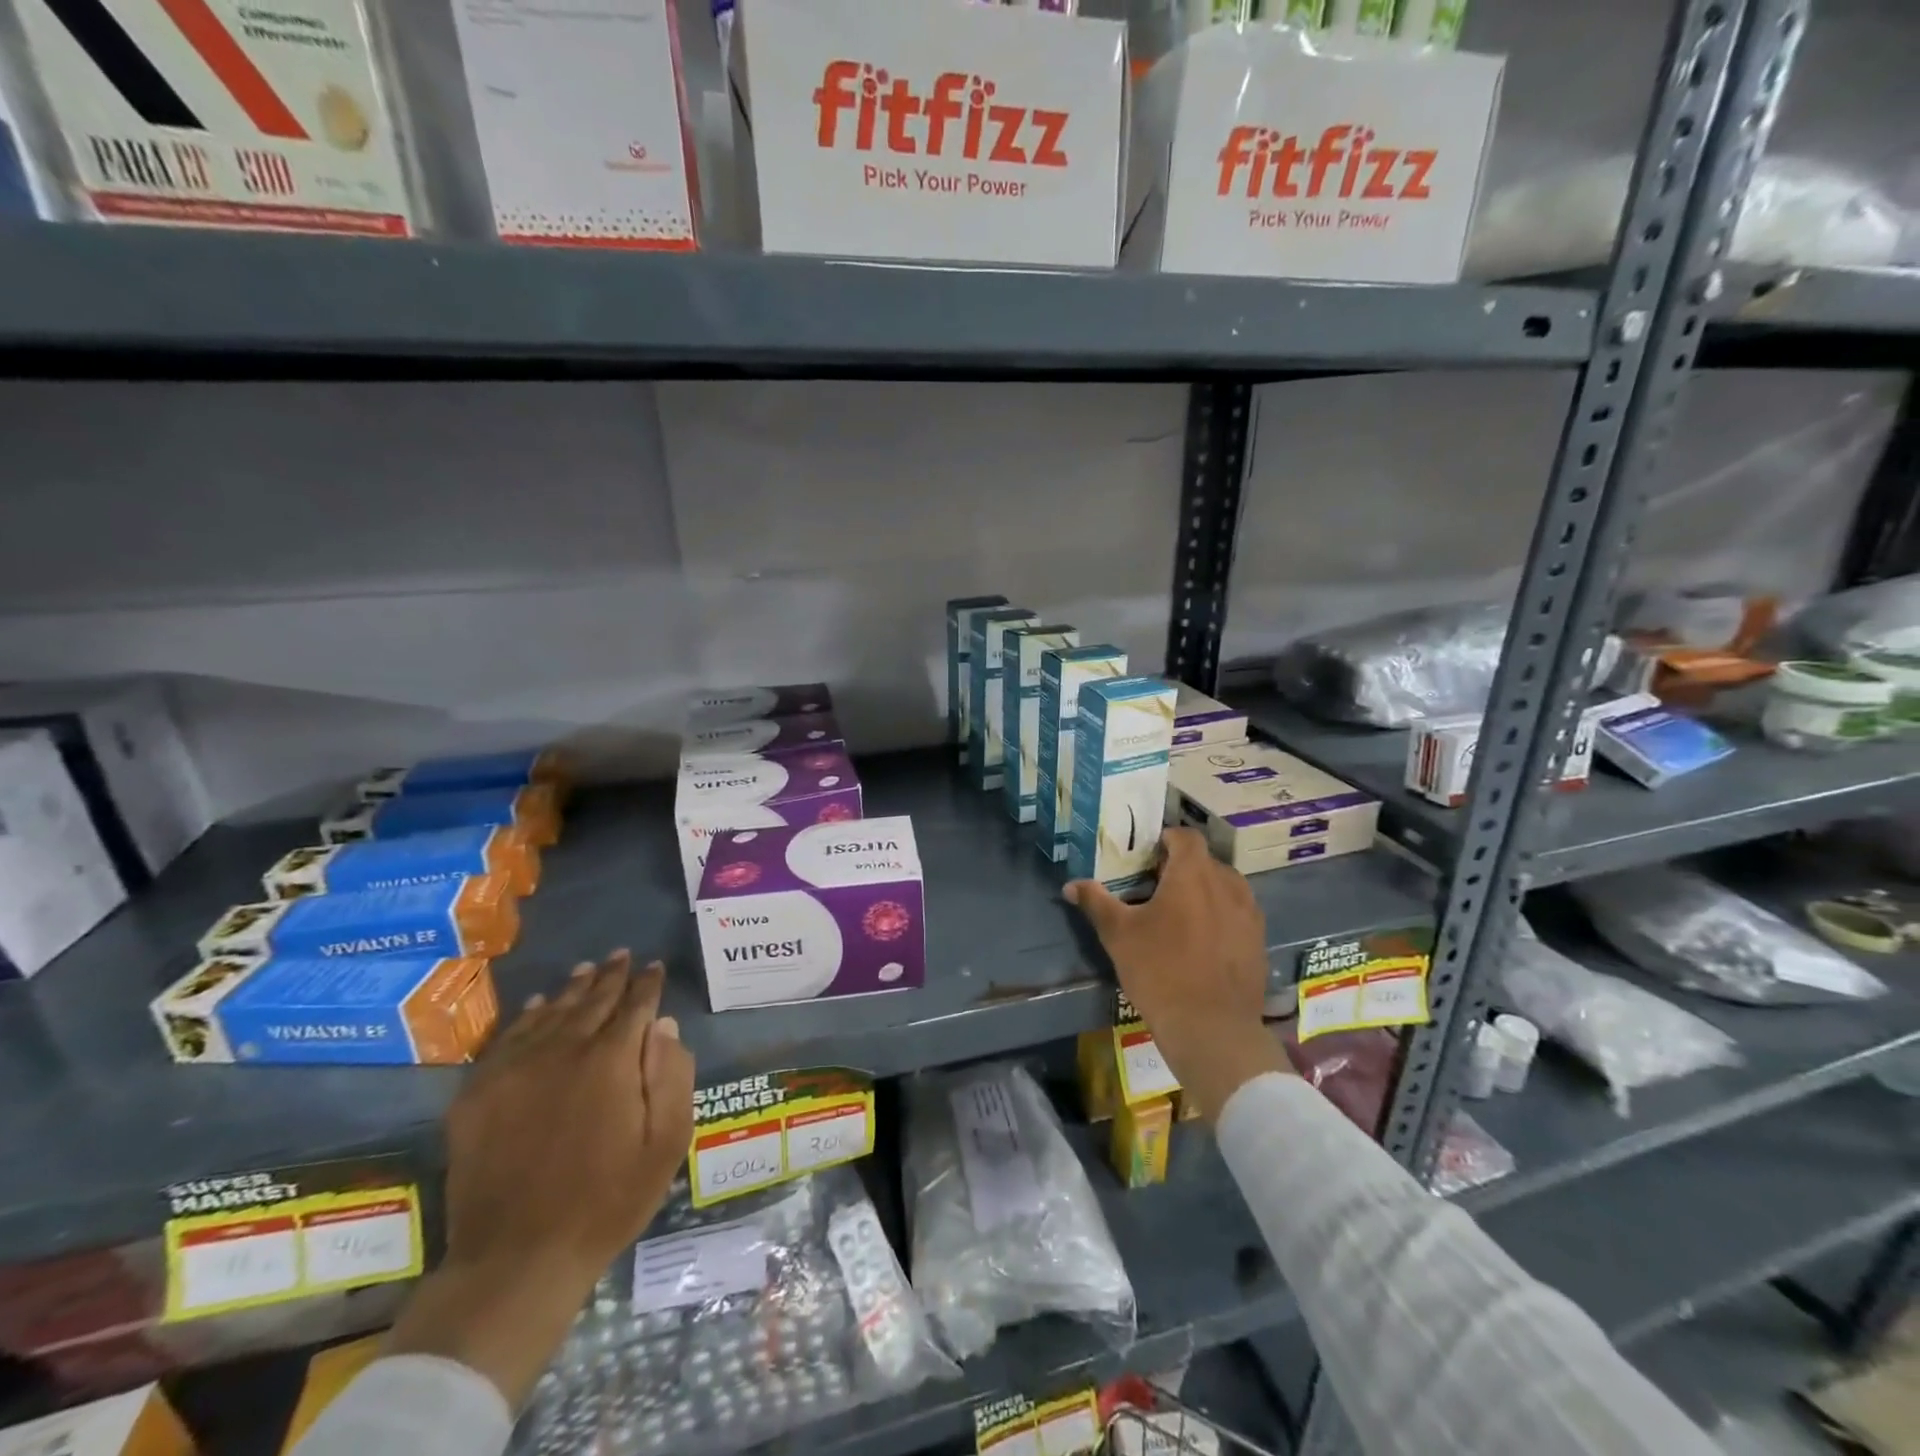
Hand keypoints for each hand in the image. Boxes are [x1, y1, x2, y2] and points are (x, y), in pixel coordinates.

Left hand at [388, 951, 695, 1405]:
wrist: (517, 1258)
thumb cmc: (607, 1200)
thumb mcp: (665, 1142)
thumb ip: (671, 1076)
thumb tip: (664, 1025)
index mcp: (612, 1060)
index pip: (635, 1006)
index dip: (647, 984)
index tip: (654, 967)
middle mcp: (563, 1050)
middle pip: (592, 1000)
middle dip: (612, 976)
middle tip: (622, 955)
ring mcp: (515, 1069)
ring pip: (551, 1012)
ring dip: (573, 988)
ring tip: (587, 969)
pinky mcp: (479, 1094)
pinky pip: (508, 1038)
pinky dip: (528, 1016)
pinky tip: (539, 1006)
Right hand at [1067, 828, 1290, 1121]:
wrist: (1211, 1027)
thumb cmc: (1159, 970)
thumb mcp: (1118, 934)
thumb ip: (1096, 902)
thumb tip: (1071, 885)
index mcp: (1193, 874)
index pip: (1186, 836)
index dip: (1168, 839)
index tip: (1149, 855)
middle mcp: (1227, 884)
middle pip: (1206, 862)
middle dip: (1183, 868)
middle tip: (1157, 888)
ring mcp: (1249, 914)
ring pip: (1226, 887)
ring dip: (1205, 891)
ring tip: (1181, 915)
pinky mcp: (1259, 941)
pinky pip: (1238, 914)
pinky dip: (1221, 916)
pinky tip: (1202, 942)